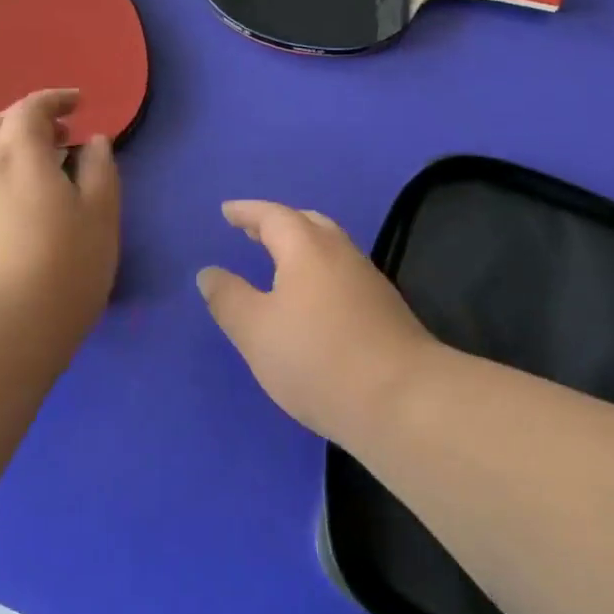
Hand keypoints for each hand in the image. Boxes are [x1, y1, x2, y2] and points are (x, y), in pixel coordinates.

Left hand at [0, 89, 120, 333]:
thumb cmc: (63, 265)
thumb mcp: (100, 215)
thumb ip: (100, 170)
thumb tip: (94, 142)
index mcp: (19, 152)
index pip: (30, 107)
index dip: (55, 99)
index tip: (78, 103)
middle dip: (26, 119)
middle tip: (59, 135)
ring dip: (8, 146)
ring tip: (40, 168)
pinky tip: (19, 202)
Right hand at [197, 201, 435, 442]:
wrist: (405, 402)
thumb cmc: (317, 358)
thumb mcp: (255, 331)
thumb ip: (228, 298)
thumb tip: (209, 273)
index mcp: (306, 248)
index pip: (272, 216)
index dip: (247, 212)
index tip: (227, 211)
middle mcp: (341, 254)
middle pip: (307, 224)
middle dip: (277, 224)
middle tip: (252, 231)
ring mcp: (369, 281)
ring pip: (330, 249)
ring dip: (301, 247)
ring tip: (278, 263)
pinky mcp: (386, 311)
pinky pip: (343, 274)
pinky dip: (319, 272)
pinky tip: (312, 300)